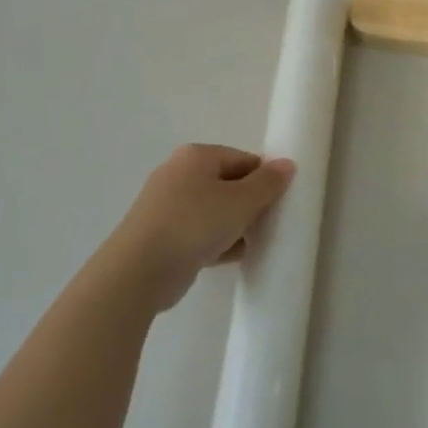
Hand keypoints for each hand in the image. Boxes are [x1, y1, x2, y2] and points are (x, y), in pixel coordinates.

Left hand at [106, 144, 295, 306]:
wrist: (140, 271)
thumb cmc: (194, 224)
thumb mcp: (240, 202)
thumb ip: (267, 183)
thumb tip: (287, 164)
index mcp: (196, 156)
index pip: (242, 159)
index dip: (265, 178)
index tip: (280, 201)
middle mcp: (178, 174)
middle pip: (227, 183)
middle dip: (250, 203)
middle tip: (269, 222)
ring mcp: (167, 206)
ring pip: (213, 210)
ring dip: (235, 224)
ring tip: (255, 242)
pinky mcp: (163, 235)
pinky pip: (200, 232)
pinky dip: (218, 241)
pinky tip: (234, 256)